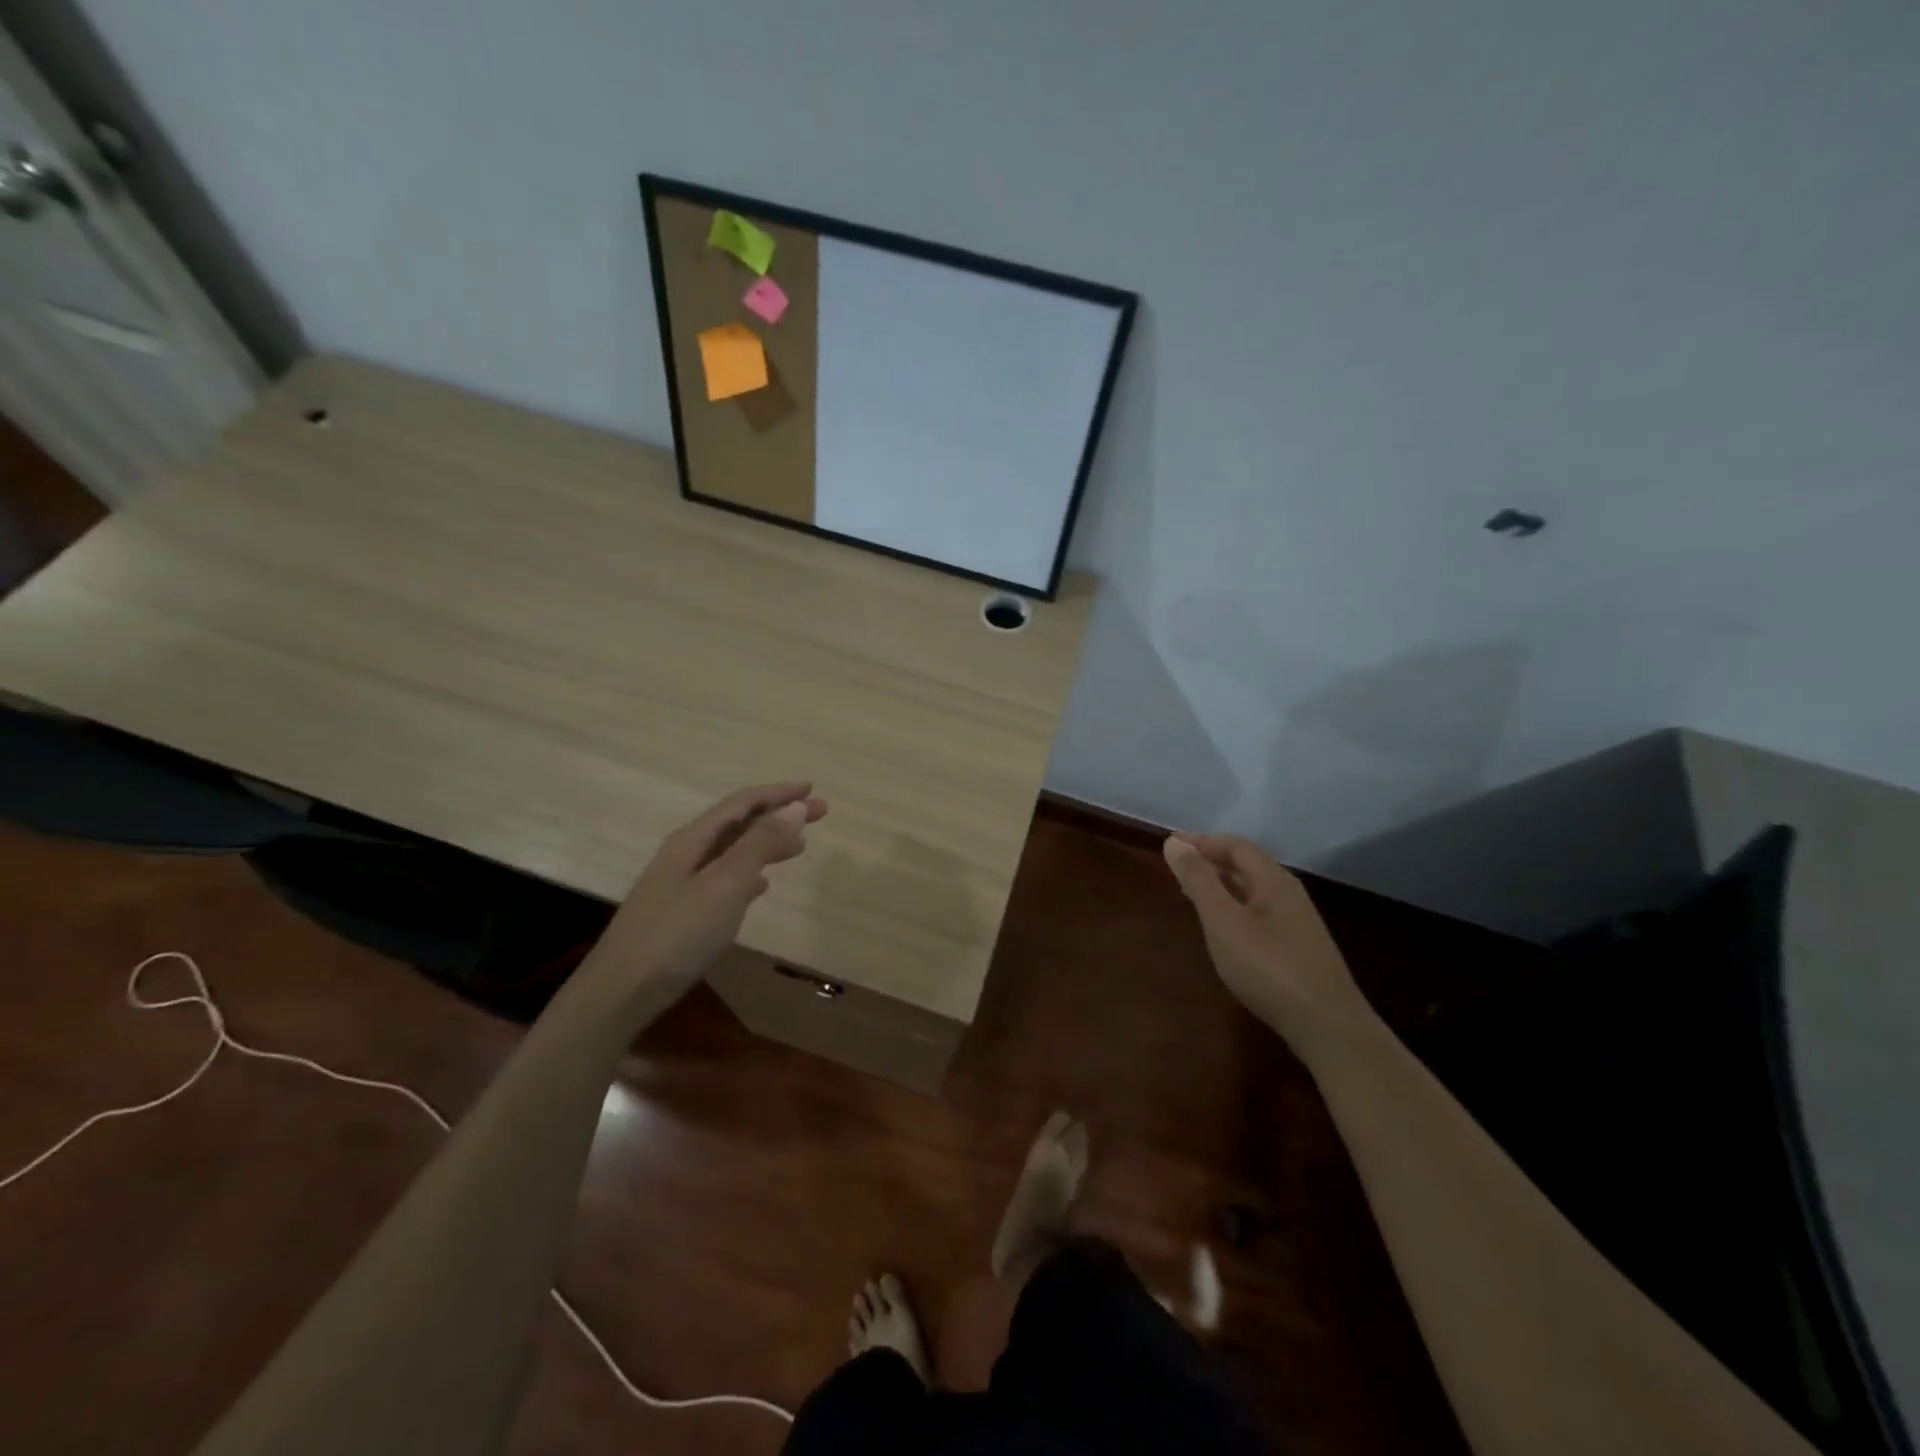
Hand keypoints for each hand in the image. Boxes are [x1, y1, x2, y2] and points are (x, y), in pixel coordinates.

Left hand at [587, 782, 827, 997]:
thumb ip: (760, 844)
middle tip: (820, 814)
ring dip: (767, 844)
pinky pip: (723, 879)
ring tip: (799, 848)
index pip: (742, 803)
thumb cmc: (678, 934)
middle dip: (779, 815)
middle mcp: (685, 854)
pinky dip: (749, 874)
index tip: (812, 789)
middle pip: (738, 823)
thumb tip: (795, 807)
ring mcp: (680, 883)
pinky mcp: (681, 912)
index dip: (778, 794)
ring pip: (732, 851)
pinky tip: (761, 887)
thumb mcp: (725, 884)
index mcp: (692, 840)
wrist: (621, 992)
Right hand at [1162, 832, 1370, 1051]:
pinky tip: (1222, 926)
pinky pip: (1259, 911)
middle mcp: (1288, 893)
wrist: (1327, 1026)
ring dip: (1221, 883)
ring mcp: (1297, 921)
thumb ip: (1199, 881)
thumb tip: (1174, 843)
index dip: (1202, 841)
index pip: (1235, 845)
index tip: (1170, 845)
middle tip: (1177, 865)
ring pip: (1253, 889)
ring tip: (1191, 890)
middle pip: (1247, 864)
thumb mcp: (1224, 922)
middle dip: (1211, 859)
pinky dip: (1233, 905)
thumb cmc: (1268, 968)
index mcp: (1273, 880)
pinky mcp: (1298, 947)